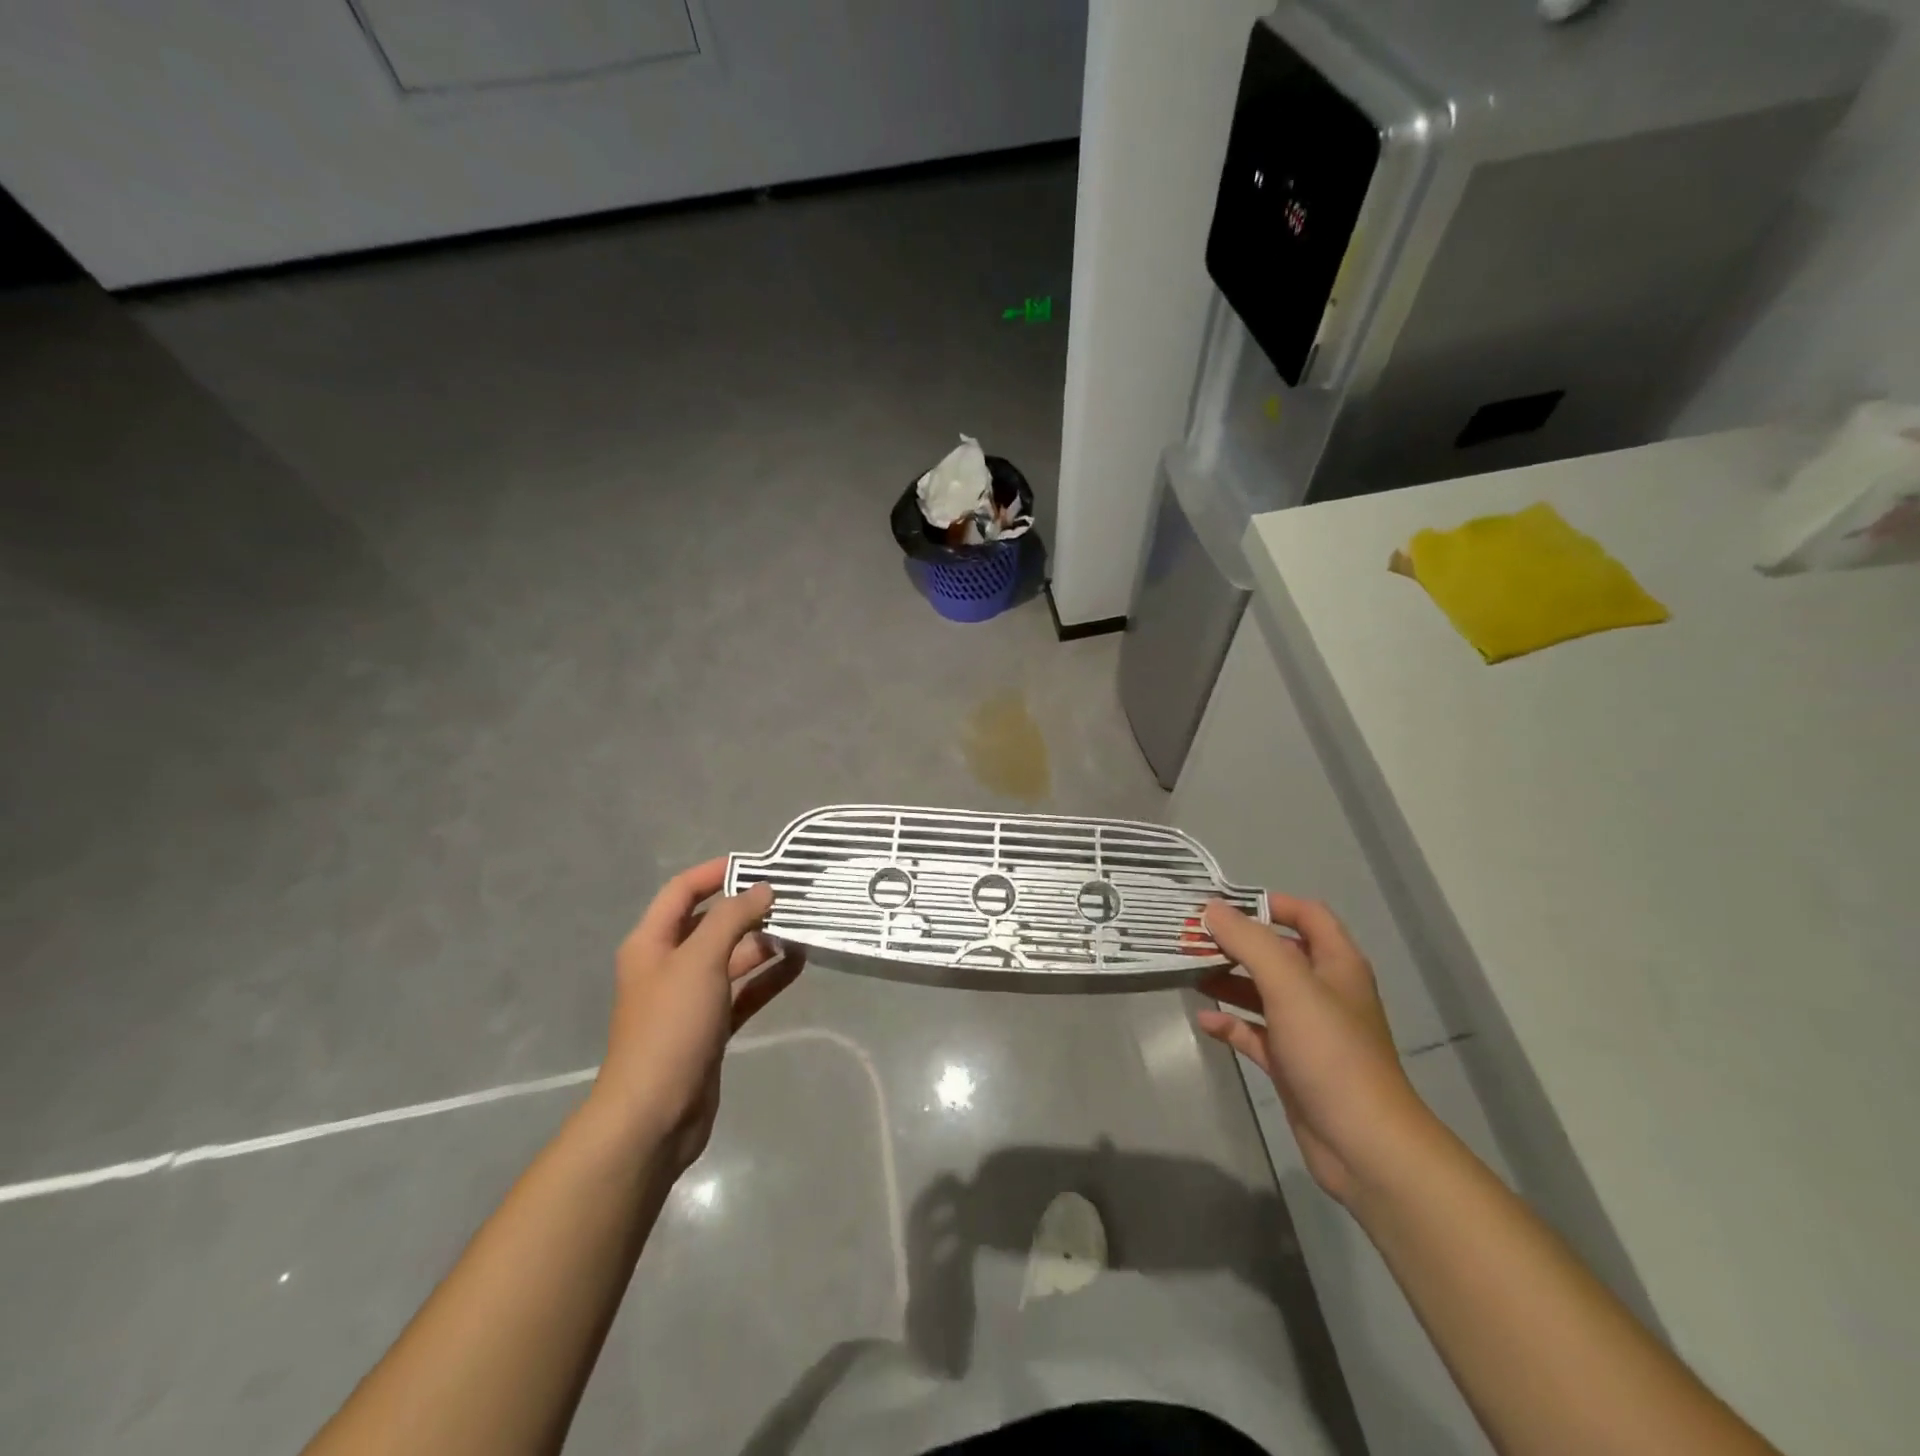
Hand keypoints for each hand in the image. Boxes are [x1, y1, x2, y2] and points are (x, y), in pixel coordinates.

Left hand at [591, 858, 803, 1173]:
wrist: (654, 1114)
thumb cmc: (671, 1026)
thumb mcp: (700, 960)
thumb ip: (732, 919)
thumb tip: (762, 889)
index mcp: (651, 943)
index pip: (682, 891)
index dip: (715, 872)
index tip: (757, 864)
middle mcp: (668, 965)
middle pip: (709, 923)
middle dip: (746, 908)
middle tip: (790, 897)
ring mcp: (690, 998)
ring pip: (730, 958)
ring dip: (762, 943)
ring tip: (802, 928)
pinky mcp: (710, 1027)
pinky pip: (743, 991)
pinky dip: (767, 977)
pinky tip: (798, 964)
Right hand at [1196, 894, 1432, 1205]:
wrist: (1363, 1144)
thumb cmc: (1330, 1052)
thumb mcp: (1289, 985)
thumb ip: (1249, 942)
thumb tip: (1212, 910)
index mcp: (1336, 964)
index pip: (1307, 915)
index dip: (1269, 903)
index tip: (1223, 904)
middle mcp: (1323, 992)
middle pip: (1277, 952)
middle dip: (1237, 943)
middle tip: (1192, 937)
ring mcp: (1307, 1030)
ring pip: (1262, 992)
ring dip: (1228, 980)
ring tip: (1188, 971)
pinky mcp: (1292, 1064)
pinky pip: (1255, 1033)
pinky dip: (1230, 1023)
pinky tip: (1203, 1019)